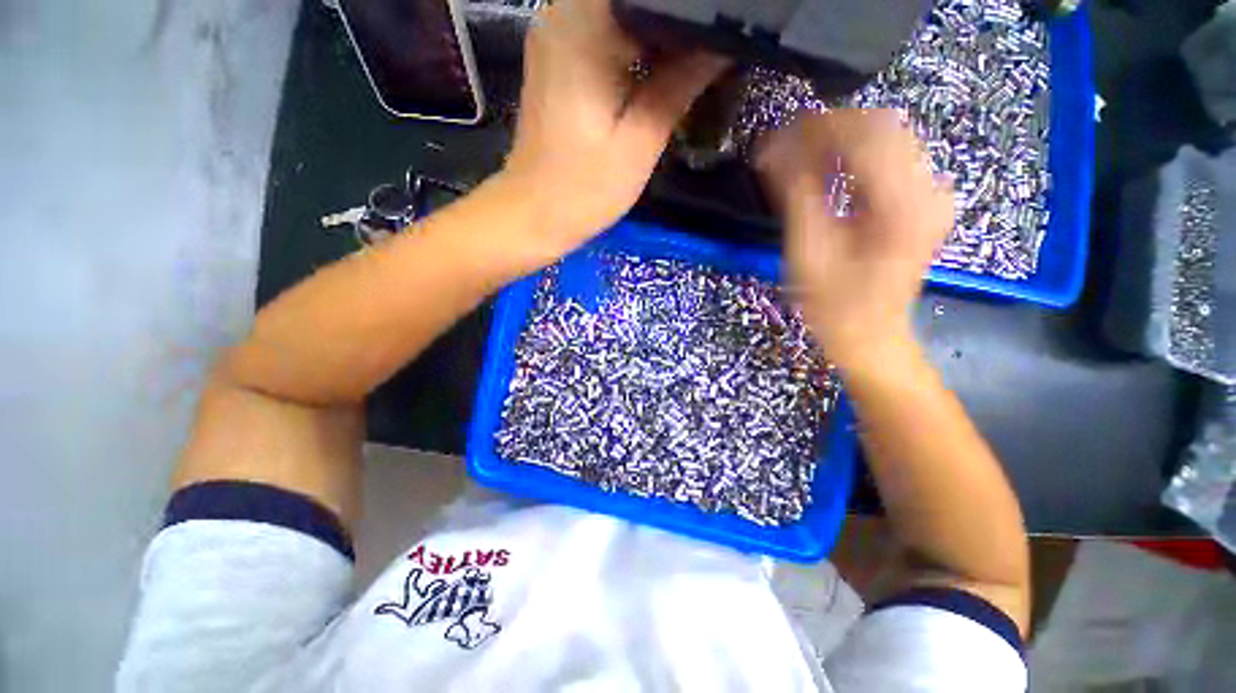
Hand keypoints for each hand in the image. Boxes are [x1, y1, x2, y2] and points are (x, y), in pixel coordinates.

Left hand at [499, 0, 726, 264]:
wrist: (533, 214)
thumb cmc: (584, 188)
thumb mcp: (640, 142)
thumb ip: (680, 87)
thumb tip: (722, 47)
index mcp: (583, 26)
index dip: (688, 6)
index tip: (719, 25)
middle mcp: (562, 13)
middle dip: (676, 16)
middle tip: (714, 44)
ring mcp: (555, 34)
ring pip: (621, 9)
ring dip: (659, 30)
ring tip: (695, 55)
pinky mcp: (557, 57)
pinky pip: (605, 30)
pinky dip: (636, 42)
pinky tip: (661, 67)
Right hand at [757, 110, 953, 367]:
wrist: (871, 336)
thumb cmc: (834, 306)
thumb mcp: (808, 253)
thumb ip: (796, 196)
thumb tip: (774, 152)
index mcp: (903, 205)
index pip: (864, 134)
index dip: (817, 127)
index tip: (777, 135)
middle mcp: (929, 189)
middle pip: (882, 126)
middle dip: (829, 128)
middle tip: (786, 143)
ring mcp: (932, 194)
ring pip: (889, 138)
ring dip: (841, 140)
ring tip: (801, 155)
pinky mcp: (924, 202)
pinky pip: (892, 159)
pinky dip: (856, 156)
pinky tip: (828, 170)